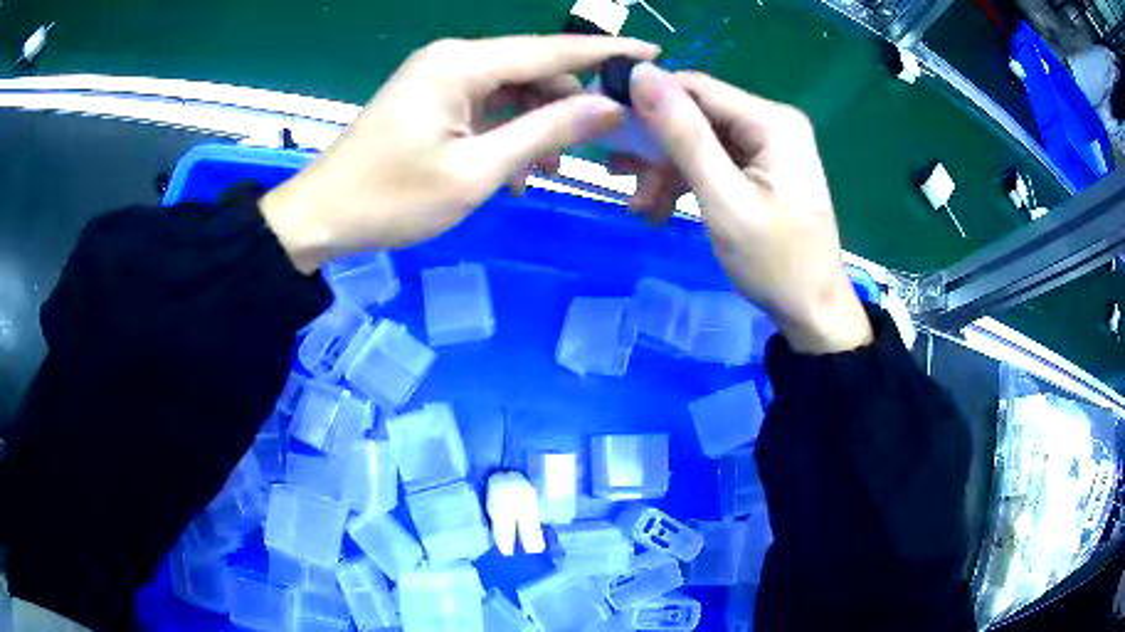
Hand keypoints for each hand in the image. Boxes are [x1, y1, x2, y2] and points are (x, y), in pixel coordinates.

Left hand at [262, 35, 659, 272]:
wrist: (321, 216)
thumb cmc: (392, 198)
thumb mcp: (476, 171)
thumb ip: (546, 133)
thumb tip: (611, 107)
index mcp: (462, 64)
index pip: (552, 50)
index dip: (605, 54)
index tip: (653, 53)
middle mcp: (454, 58)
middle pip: (533, 69)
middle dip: (567, 105)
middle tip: (596, 147)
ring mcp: (439, 77)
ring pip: (511, 90)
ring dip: (534, 127)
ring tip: (540, 176)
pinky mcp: (431, 98)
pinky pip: (485, 105)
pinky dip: (505, 133)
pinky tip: (511, 173)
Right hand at [625, 64, 872, 353]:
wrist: (811, 310)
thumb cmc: (774, 262)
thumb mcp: (723, 199)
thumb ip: (684, 135)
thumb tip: (641, 73)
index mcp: (771, 121)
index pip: (695, 87)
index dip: (645, 99)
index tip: (605, 126)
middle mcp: (771, 121)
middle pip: (695, 114)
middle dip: (655, 146)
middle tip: (617, 174)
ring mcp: (767, 145)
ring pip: (698, 139)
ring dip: (664, 169)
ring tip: (640, 206)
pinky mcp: (760, 167)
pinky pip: (712, 161)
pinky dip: (685, 181)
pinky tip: (660, 209)